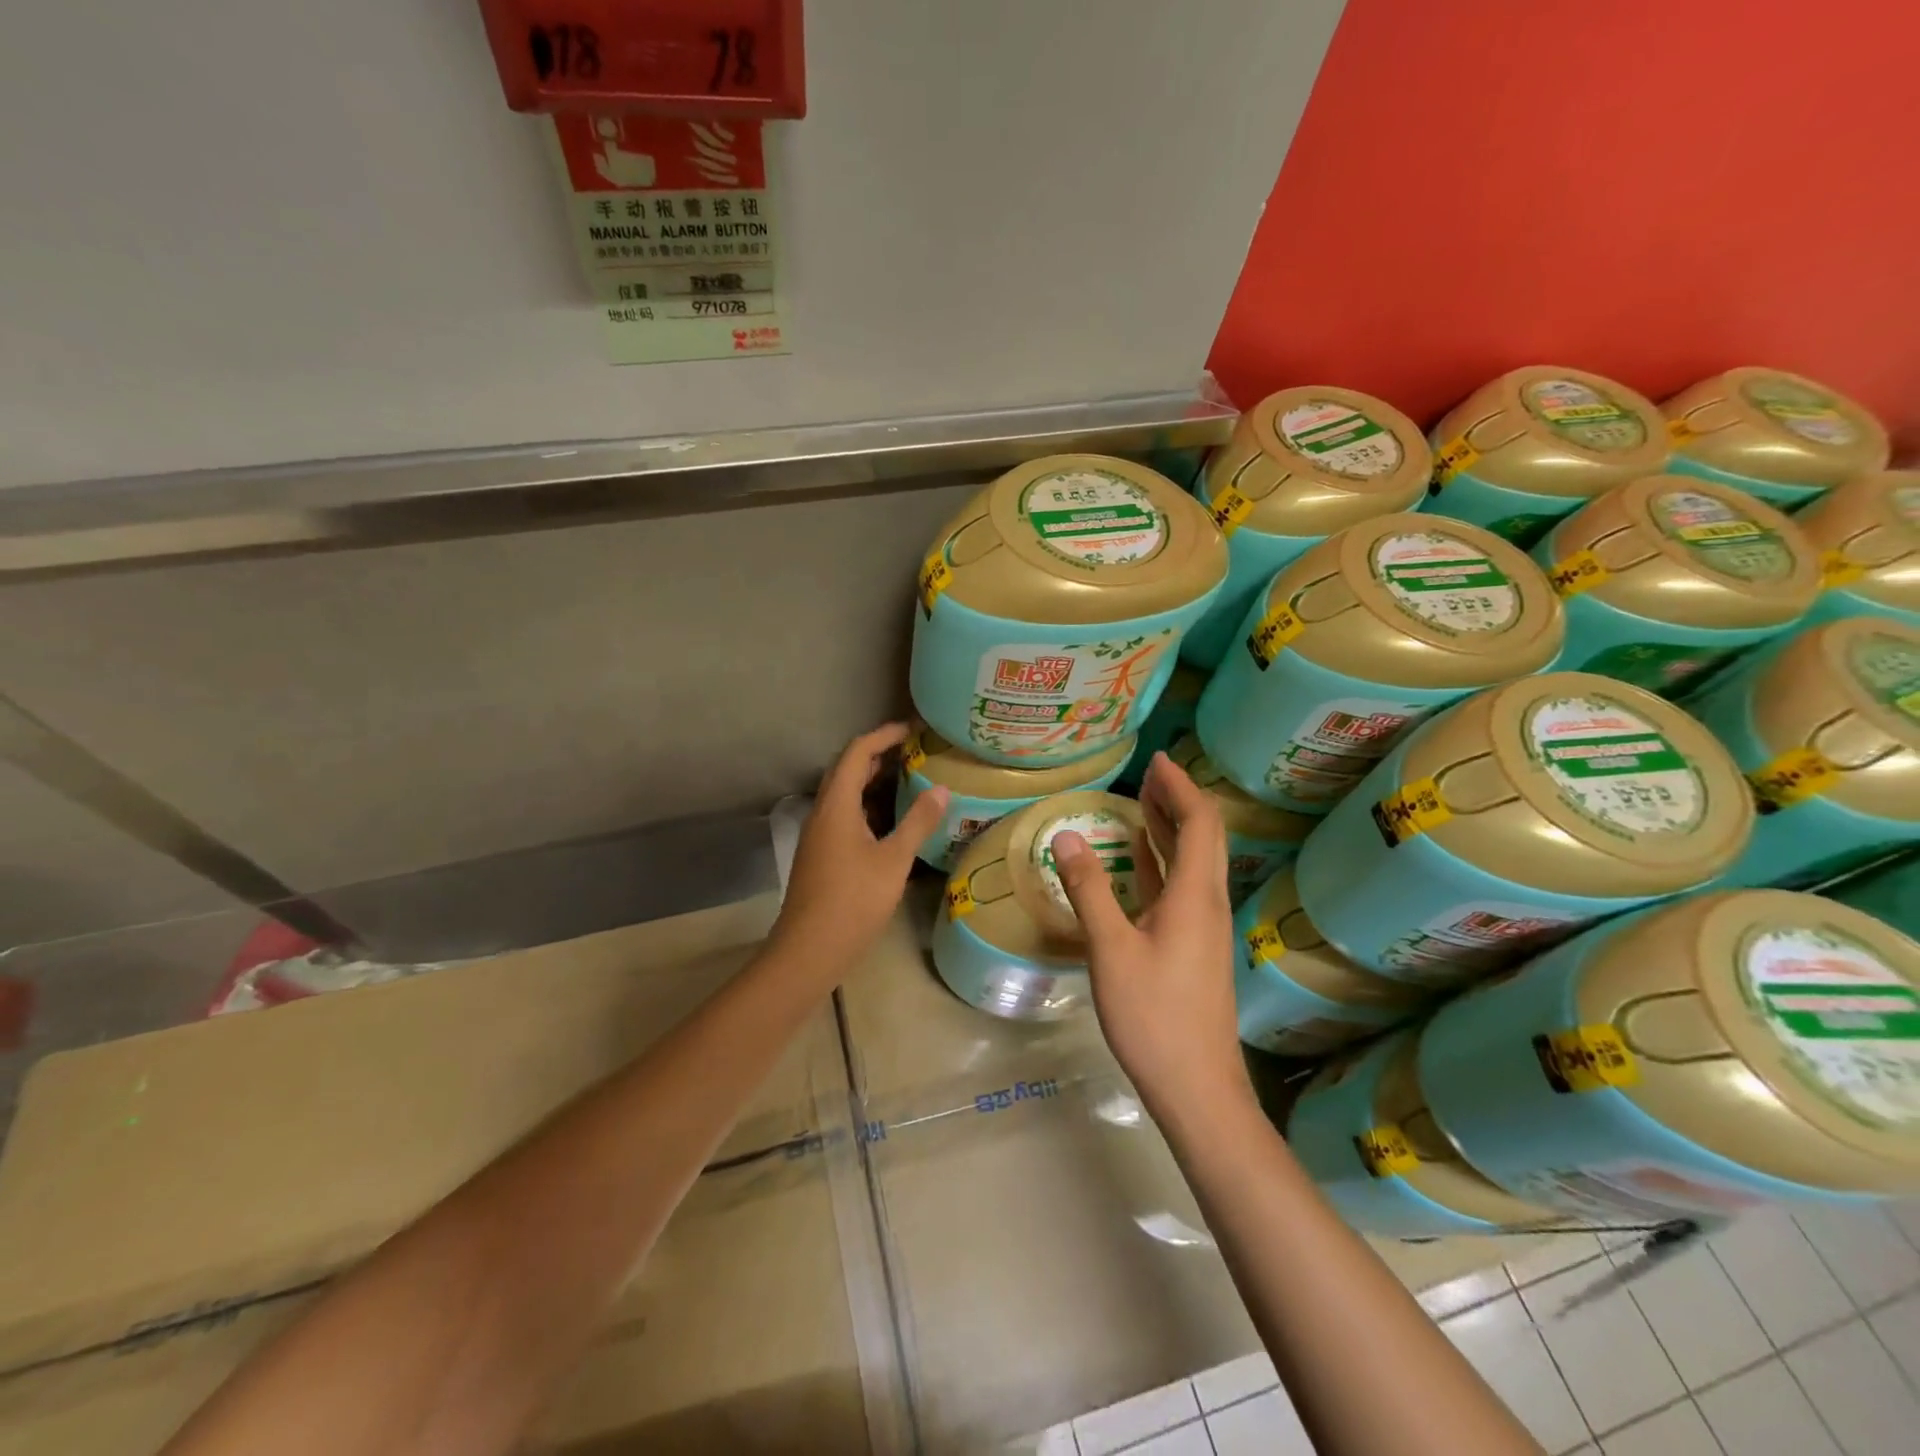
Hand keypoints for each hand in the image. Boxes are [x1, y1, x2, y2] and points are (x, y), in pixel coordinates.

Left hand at [774, 723, 949, 973]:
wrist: (809, 949)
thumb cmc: (853, 900)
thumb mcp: (894, 860)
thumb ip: (918, 822)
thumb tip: (941, 789)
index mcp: (837, 805)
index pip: (856, 752)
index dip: (883, 736)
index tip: (912, 730)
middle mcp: (822, 812)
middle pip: (846, 769)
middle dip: (878, 755)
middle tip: (913, 751)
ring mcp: (818, 834)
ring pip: (844, 794)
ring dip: (872, 780)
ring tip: (907, 778)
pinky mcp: (821, 854)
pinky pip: (844, 814)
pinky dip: (867, 805)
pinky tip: (890, 820)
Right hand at [1049, 752, 1250, 1119]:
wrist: (1197, 1089)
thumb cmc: (1154, 1016)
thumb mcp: (1111, 950)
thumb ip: (1089, 889)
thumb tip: (1067, 835)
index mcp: (1194, 896)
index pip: (1199, 822)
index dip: (1181, 787)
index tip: (1157, 760)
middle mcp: (1207, 903)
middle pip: (1203, 836)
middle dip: (1177, 800)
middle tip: (1148, 774)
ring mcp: (1203, 927)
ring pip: (1193, 862)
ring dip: (1171, 829)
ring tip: (1143, 802)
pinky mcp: (1194, 947)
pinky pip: (1182, 887)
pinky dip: (1163, 861)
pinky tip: (1140, 862)